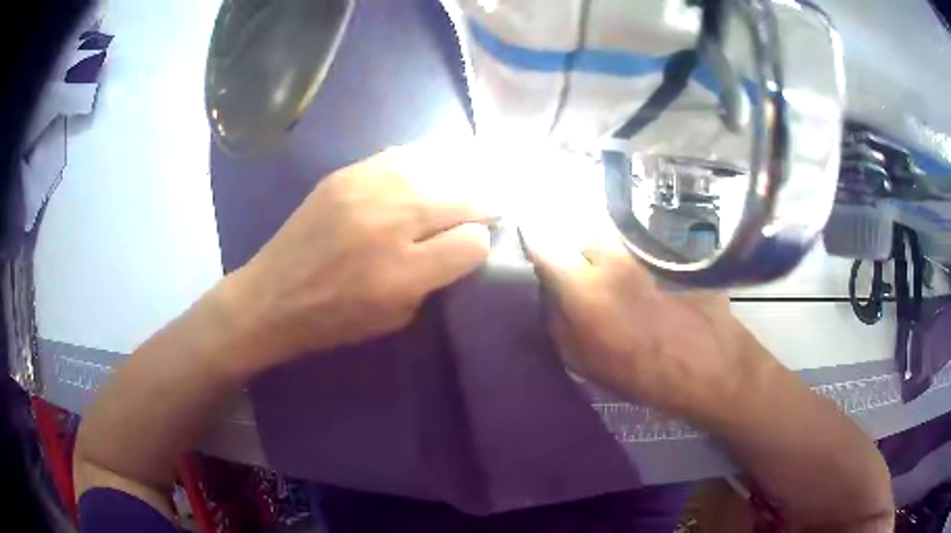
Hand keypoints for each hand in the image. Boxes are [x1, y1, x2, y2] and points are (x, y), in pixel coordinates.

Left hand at [220, 144, 494, 374]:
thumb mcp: (396, 317)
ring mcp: (365, 189)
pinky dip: (425, 161)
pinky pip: (401, 155)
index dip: (482, 242)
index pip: (472, 242)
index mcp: (403, 273)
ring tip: (467, 182)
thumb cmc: (334, 319)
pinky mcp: (345, 174)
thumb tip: (463, 242)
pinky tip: (430, 170)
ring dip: (459, 175)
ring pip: (436, 166)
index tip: (479, 243)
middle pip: (461, 196)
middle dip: (484, 201)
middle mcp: (389, 223)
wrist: (271, 296)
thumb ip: (436, 279)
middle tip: (491, 205)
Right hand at [525, 226, 756, 418]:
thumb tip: (550, 297)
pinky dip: (635, 253)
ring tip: (616, 273)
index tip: (534, 247)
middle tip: (579, 267)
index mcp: (584, 288)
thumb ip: (559, 326)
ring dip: (606, 248)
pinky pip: (641, 243)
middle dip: (574, 245)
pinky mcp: (671, 250)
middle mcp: (612, 258)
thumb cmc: (645, 374)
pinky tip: (645, 276)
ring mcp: (645, 250)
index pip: (544, 247)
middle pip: (580, 232)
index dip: (535, 244)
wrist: (711, 366)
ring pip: (613, 236)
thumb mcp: (587, 364)